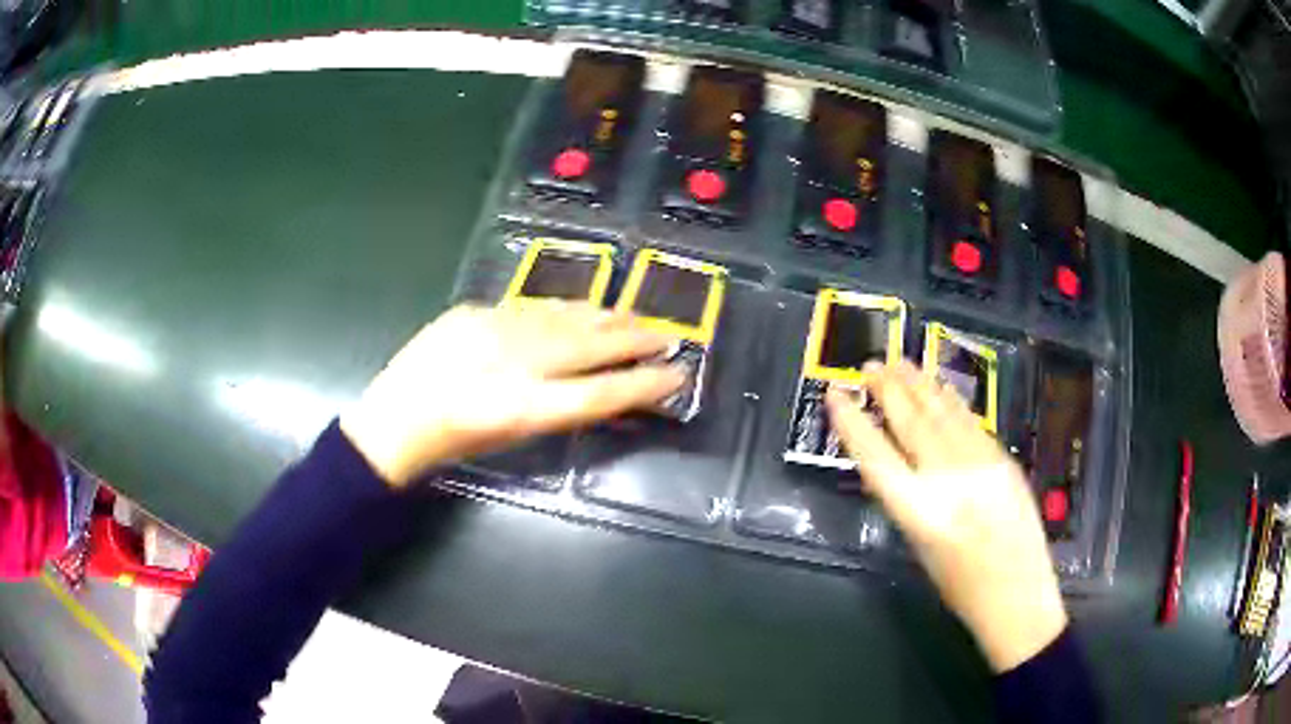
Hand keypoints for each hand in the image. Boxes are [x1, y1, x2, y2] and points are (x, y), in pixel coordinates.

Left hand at [340, 303, 685, 487]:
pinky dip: (565, 310)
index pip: (601, 393)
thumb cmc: (453, 443)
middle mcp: (514, 364)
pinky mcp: (476, 313)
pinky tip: (584, 308)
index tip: (676, 375)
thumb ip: (557, 407)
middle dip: (635, 340)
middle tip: (669, 335)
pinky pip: (532, 309)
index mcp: (523, 407)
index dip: (643, 384)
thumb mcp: (511, 435)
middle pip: (589, 346)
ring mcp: (493, 331)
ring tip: (635, 317)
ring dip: (605, 318)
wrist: (395, 418)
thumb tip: (599, 385)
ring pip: (564, 319)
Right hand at [825, 361, 1066, 672]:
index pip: (877, 458)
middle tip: (870, 365)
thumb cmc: (960, 586)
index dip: (852, 423)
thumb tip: (899, 456)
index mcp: (921, 513)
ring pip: (943, 414)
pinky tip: (939, 388)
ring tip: (899, 363)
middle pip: (912, 424)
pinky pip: (970, 422)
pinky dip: (950, 401)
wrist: (1017, 595)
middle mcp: (950, 481)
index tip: (835, 395)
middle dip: (889, 390)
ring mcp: (981, 465)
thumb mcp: (921, 548)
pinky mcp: (1003, 459)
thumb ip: (910, 498)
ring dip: (919, 385)